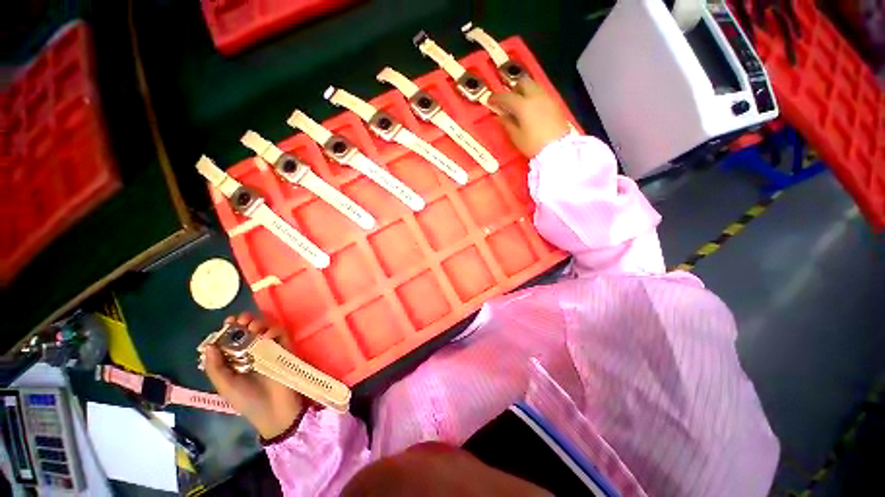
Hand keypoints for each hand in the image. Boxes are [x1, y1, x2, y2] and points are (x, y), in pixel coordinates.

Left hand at [202, 313, 305, 439]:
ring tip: (254, 328)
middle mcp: (251, 351)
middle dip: (244, 322)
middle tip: (243, 320)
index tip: (228, 321)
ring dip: (258, 323)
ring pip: (264, 328)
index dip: (229, 329)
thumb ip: (215, 367)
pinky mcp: (284, 348)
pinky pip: (280, 334)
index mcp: (234, 360)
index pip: (231, 339)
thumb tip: (209, 345)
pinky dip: (274, 330)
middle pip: (248, 330)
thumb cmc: (247, 399)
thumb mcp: (225, 386)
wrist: (274, 409)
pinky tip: (267, 336)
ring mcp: (269, 348)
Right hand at [490, 78, 571, 157]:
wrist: (558, 149)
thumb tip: (500, 115)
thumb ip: (507, 123)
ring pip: (533, 85)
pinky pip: (541, 93)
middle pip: (522, 82)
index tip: (490, 101)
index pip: (506, 96)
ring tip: (520, 105)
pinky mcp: (555, 103)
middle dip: (513, 89)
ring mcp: (547, 98)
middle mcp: (535, 96)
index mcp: (523, 105)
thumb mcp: (516, 137)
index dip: (496, 98)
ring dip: (524, 91)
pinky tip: (532, 109)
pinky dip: (533, 97)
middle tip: (508, 100)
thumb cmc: (533, 145)